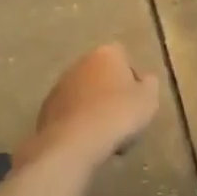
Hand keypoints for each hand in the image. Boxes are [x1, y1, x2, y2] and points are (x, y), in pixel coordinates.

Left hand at [17, 44, 160, 168]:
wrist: (74, 142)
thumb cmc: (118, 114)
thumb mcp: (149, 99)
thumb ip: (150, 84)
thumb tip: (144, 80)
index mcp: (106, 53)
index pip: (125, 58)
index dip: (133, 80)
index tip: (138, 101)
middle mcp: (80, 62)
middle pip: (103, 76)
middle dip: (113, 94)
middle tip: (123, 119)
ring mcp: (60, 84)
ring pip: (86, 94)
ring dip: (96, 108)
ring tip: (106, 135)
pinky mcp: (47, 108)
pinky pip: (71, 112)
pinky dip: (80, 122)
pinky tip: (88, 141)